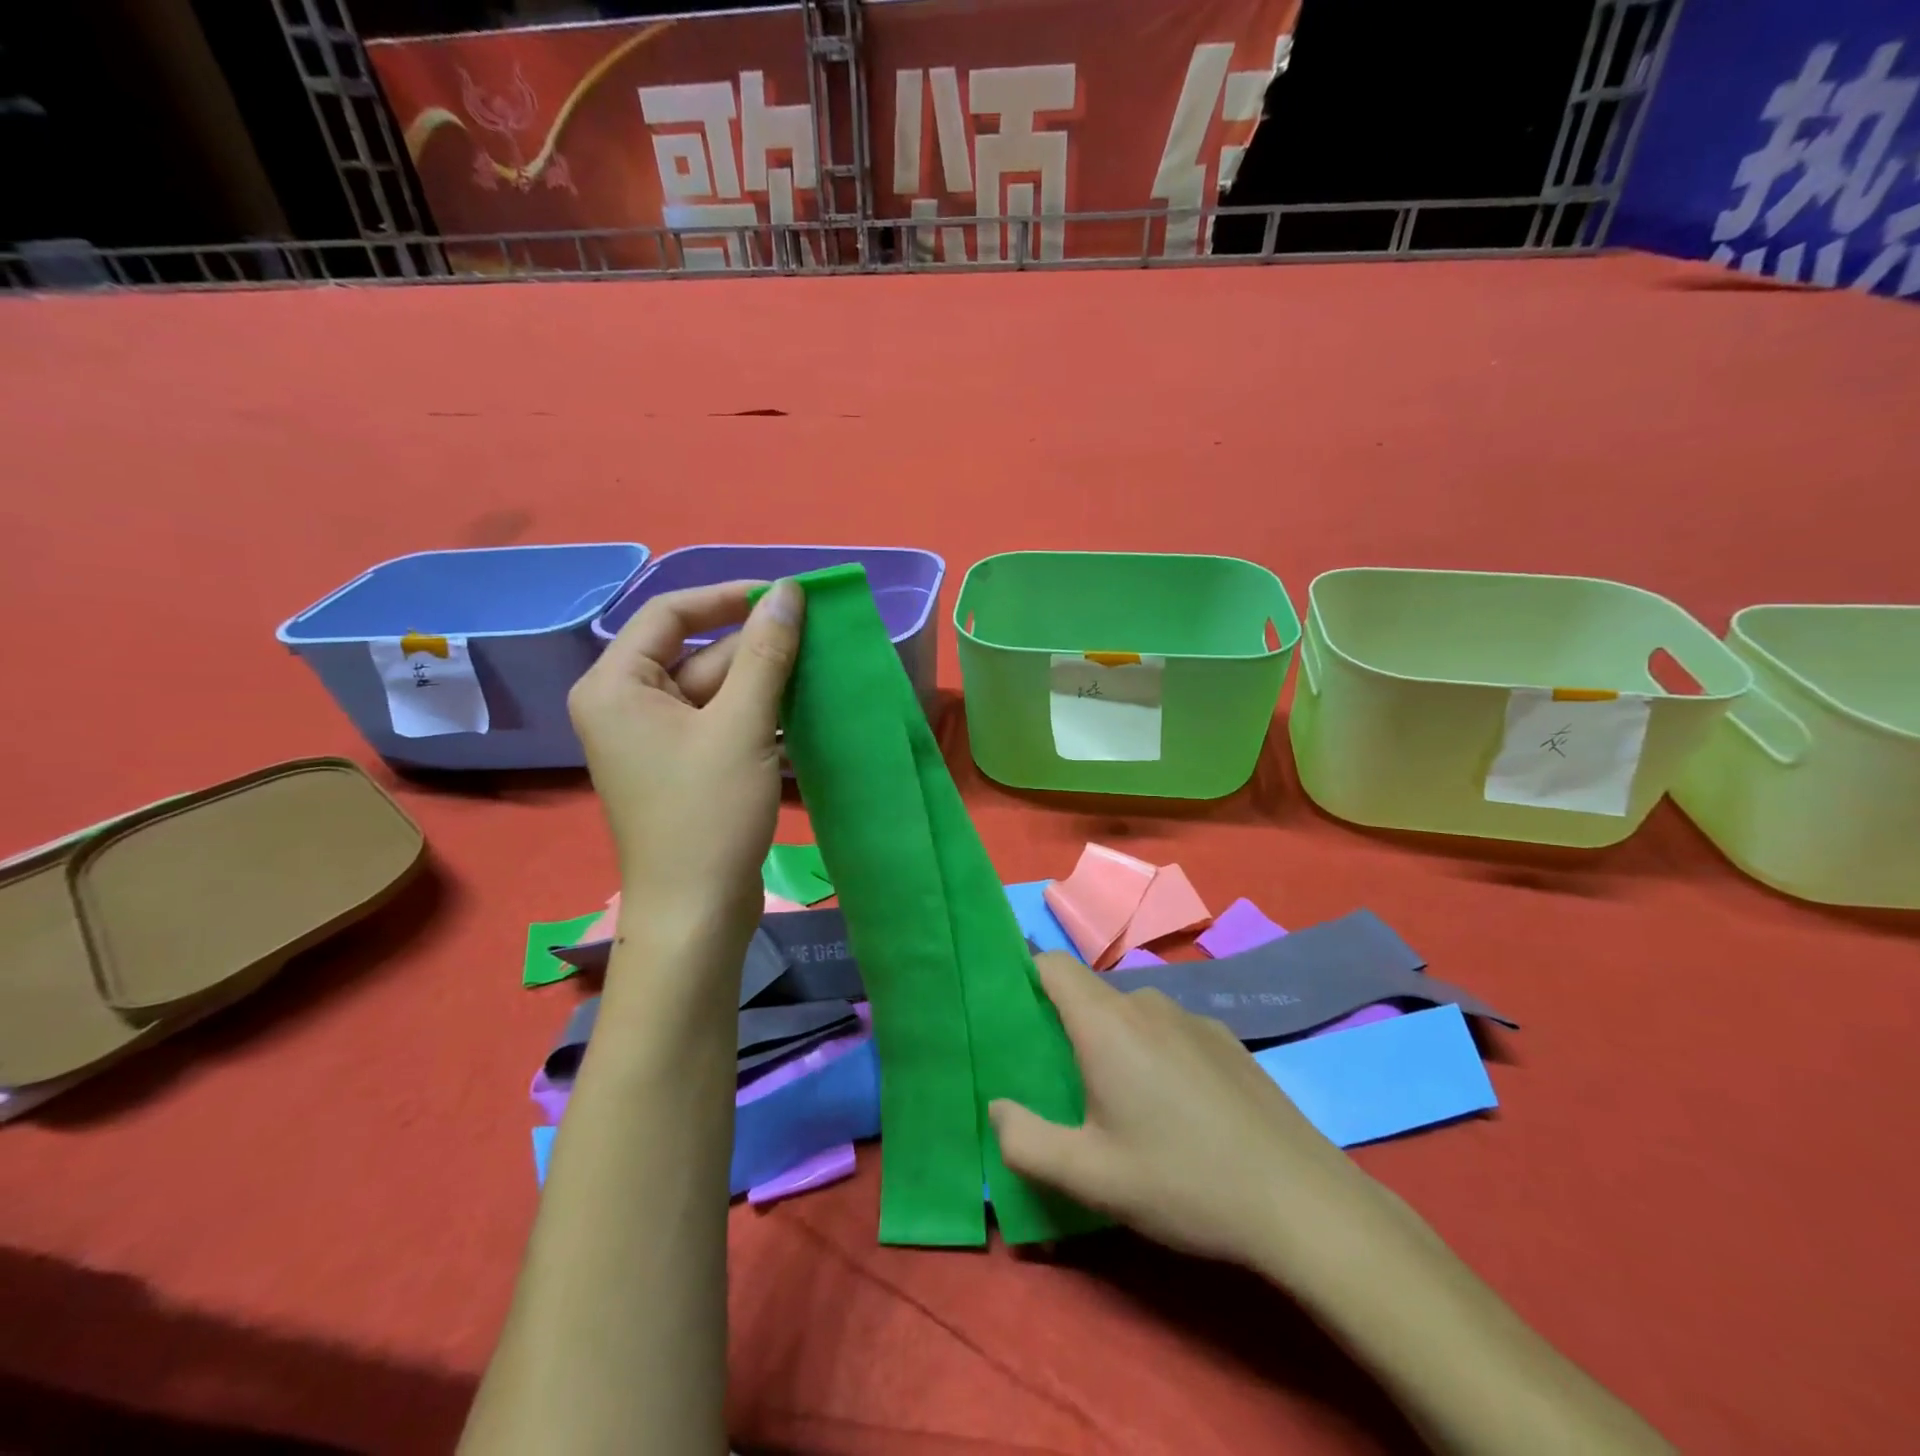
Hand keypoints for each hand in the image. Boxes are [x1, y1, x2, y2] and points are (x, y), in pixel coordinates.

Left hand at [567, 579, 803, 944]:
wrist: (697, 912)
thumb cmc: (708, 814)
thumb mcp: (741, 725)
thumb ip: (766, 653)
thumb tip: (789, 592)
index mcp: (617, 684)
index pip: (670, 613)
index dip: (728, 598)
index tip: (785, 596)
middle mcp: (628, 704)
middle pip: (698, 653)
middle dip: (757, 648)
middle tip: (818, 639)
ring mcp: (657, 738)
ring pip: (717, 689)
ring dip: (765, 682)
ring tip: (820, 671)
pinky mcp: (684, 765)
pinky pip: (722, 721)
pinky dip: (759, 714)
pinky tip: (804, 711)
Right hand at [990, 953, 1376, 1269]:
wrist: (1301, 1201)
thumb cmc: (1182, 1181)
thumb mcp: (1090, 1177)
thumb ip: (1025, 1141)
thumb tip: (997, 1108)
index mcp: (1106, 1022)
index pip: (1051, 963)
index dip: (1026, 978)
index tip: (1016, 1018)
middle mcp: (1148, 1004)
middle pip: (1091, 995)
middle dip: (1071, 1028)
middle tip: (1069, 1087)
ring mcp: (1194, 1018)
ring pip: (1133, 1015)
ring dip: (1117, 1045)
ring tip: (1128, 1107)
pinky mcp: (1228, 1039)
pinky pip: (1172, 1032)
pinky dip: (1158, 1055)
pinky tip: (1182, 1112)